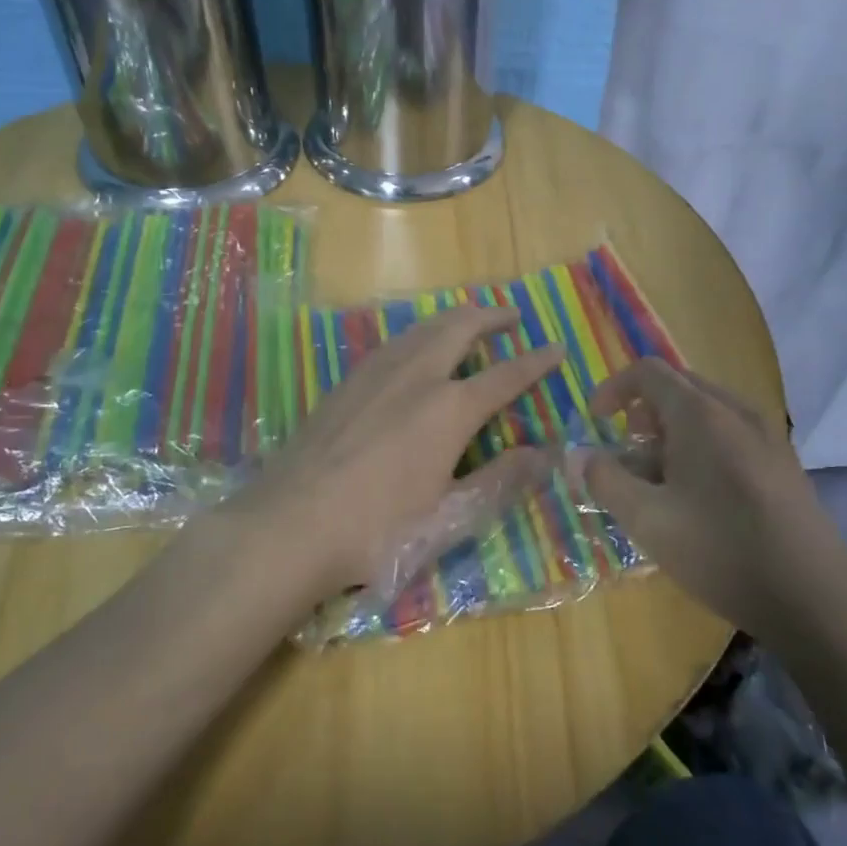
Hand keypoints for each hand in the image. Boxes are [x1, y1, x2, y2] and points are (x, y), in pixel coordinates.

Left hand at [239, 305, 563, 599]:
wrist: (289, 526)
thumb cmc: (378, 530)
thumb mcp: (450, 517)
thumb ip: (500, 481)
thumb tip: (546, 455)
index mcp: (449, 409)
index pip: (505, 376)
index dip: (536, 362)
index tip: (557, 348)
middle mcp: (415, 377)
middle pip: (459, 329)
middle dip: (490, 316)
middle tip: (512, 315)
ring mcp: (374, 375)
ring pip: (421, 329)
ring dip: (452, 319)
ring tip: (467, 321)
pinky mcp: (344, 384)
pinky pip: (392, 343)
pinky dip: (417, 334)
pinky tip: (412, 349)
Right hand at [578, 359, 846, 636]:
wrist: (814, 595)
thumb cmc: (721, 550)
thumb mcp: (647, 520)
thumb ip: (605, 481)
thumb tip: (579, 456)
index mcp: (700, 413)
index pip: (648, 371)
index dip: (613, 389)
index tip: (595, 422)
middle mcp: (736, 411)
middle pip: (678, 388)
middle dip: (641, 415)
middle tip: (625, 456)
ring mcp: (766, 436)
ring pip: (705, 414)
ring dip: (670, 435)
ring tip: (656, 484)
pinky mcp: (782, 463)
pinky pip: (729, 435)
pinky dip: (699, 449)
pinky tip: (696, 499)